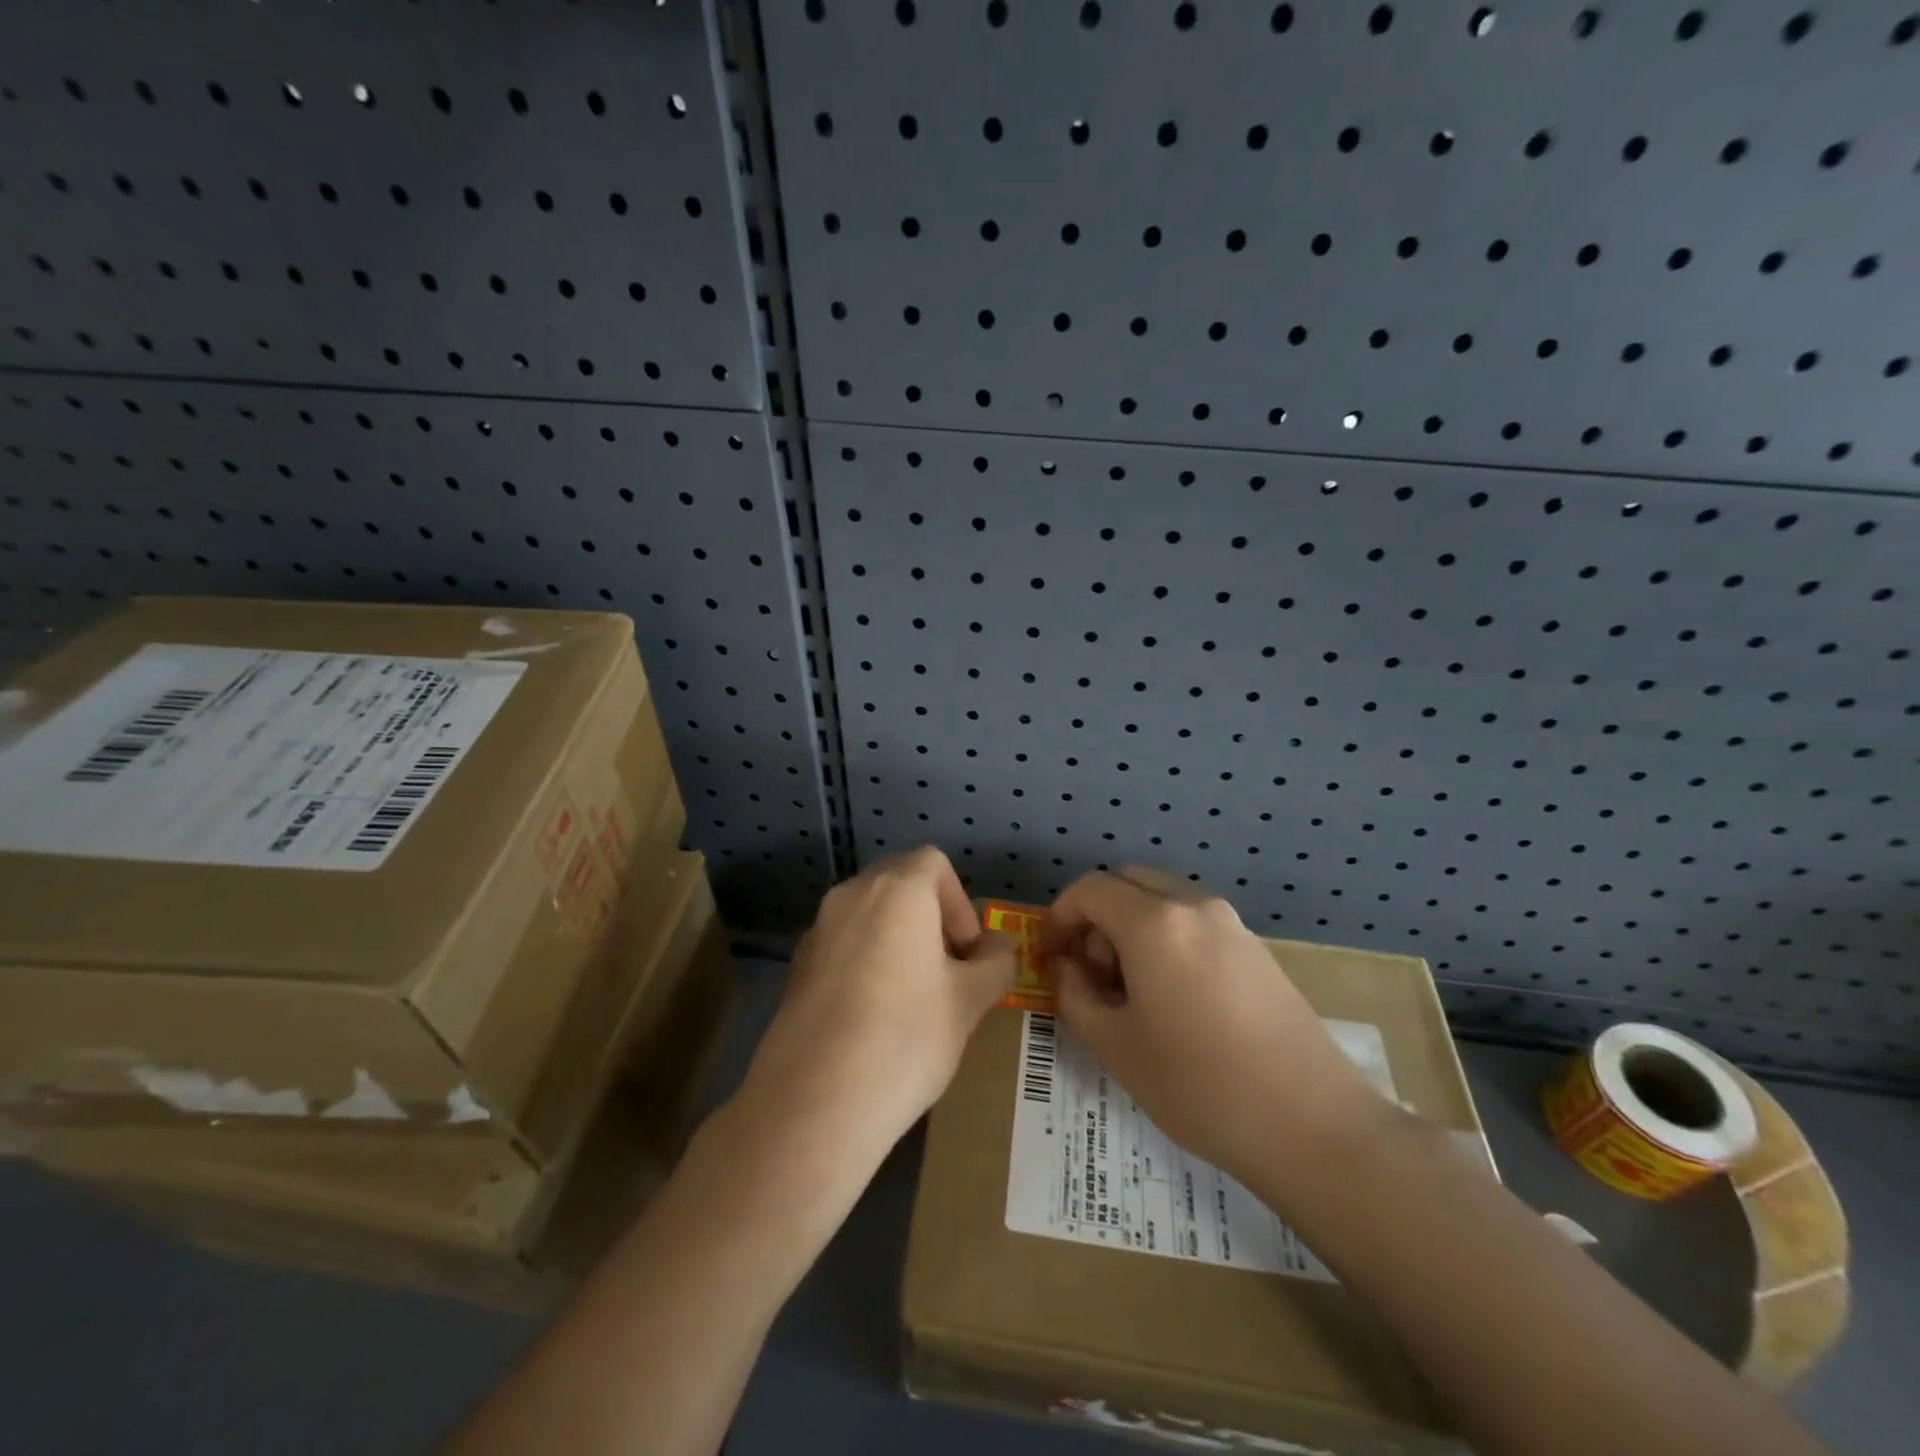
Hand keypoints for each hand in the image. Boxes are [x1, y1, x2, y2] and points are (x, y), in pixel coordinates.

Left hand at [737, 847, 1015, 1156]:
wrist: (814, 1103)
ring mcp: (817, 930)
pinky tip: (872, 1017)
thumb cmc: (906, 1038)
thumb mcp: (969, 1002)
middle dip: (930, 918)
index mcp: (896, 891)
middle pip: (899, 884)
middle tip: (946, 972)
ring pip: (869, 915)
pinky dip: (865, 961)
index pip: (934, 863)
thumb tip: (997, 947)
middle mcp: (851, 895)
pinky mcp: (796, 966)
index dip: (959, 903)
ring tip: (912, 998)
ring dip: (897, 939)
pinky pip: (843, 945)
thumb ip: (994, 963)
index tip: (966, 953)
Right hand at [1041, 867, 1389, 1184]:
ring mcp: (1232, 924)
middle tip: (1093, 972)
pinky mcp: (1257, 949)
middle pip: (1128, 882)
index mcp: (1154, 921)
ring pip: (1164, 900)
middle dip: (1098, 916)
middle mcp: (1193, 906)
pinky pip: (1195, 923)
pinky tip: (1175, 1001)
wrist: (1313, 1125)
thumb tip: (1068, 968)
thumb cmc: (1198, 1084)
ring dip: (1133, 927)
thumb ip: (1075, 995)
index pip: (1089, 888)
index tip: (1052, 958)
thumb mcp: (1115, 1046)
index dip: (1059, 917)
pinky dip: (1168, 940)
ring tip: (1132, 992)